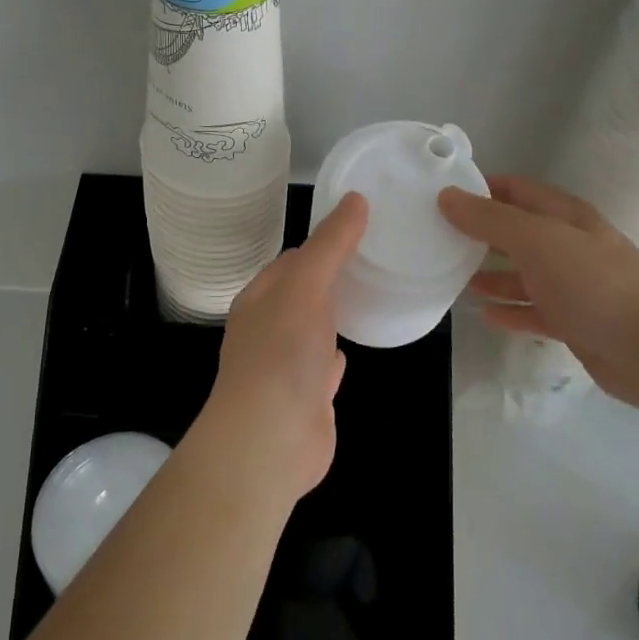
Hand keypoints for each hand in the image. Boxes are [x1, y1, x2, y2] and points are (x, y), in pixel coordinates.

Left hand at [197, 192, 368, 500]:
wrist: (270, 441)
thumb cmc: (281, 353)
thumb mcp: (306, 285)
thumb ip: (331, 245)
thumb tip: (356, 198)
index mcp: (261, 298)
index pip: (293, 259)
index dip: (324, 241)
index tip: (361, 227)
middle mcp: (270, 328)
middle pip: (304, 293)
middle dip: (333, 276)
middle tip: (377, 256)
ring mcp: (288, 365)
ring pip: (316, 328)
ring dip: (336, 313)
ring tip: (373, 293)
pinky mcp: (309, 398)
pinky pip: (326, 366)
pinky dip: (339, 353)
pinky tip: (355, 345)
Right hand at [438, 176, 638, 413]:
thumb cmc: (593, 284)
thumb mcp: (537, 241)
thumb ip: (490, 219)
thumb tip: (447, 195)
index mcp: (564, 216)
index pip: (516, 189)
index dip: (481, 188)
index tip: (442, 195)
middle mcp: (569, 245)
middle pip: (518, 231)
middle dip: (480, 232)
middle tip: (438, 237)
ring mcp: (573, 285)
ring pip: (524, 273)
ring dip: (491, 274)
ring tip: (452, 276)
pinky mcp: (574, 322)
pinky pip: (534, 310)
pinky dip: (510, 310)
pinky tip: (484, 314)